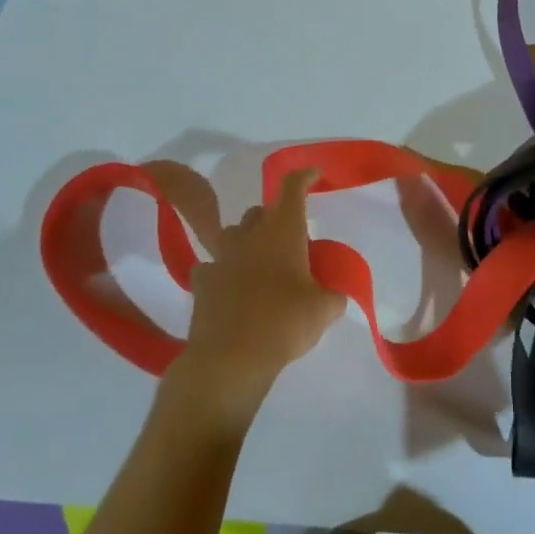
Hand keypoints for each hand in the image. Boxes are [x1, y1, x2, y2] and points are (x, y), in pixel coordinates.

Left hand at [176, 169, 345, 418]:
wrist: (229, 358)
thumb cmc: (284, 324)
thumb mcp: (324, 310)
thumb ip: (333, 295)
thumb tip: (333, 295)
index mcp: (282, 232)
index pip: (292, 188)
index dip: (304, 176)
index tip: (314, 174)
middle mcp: (249, 236)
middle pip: (260, 212)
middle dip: (274, 219)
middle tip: (290, 242)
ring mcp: (220, 257)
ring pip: (233, 235)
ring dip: (247, 243)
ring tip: (260, 265)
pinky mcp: (201, 282)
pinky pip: (213, 268)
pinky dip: (224, 273)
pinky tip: (232, 292)